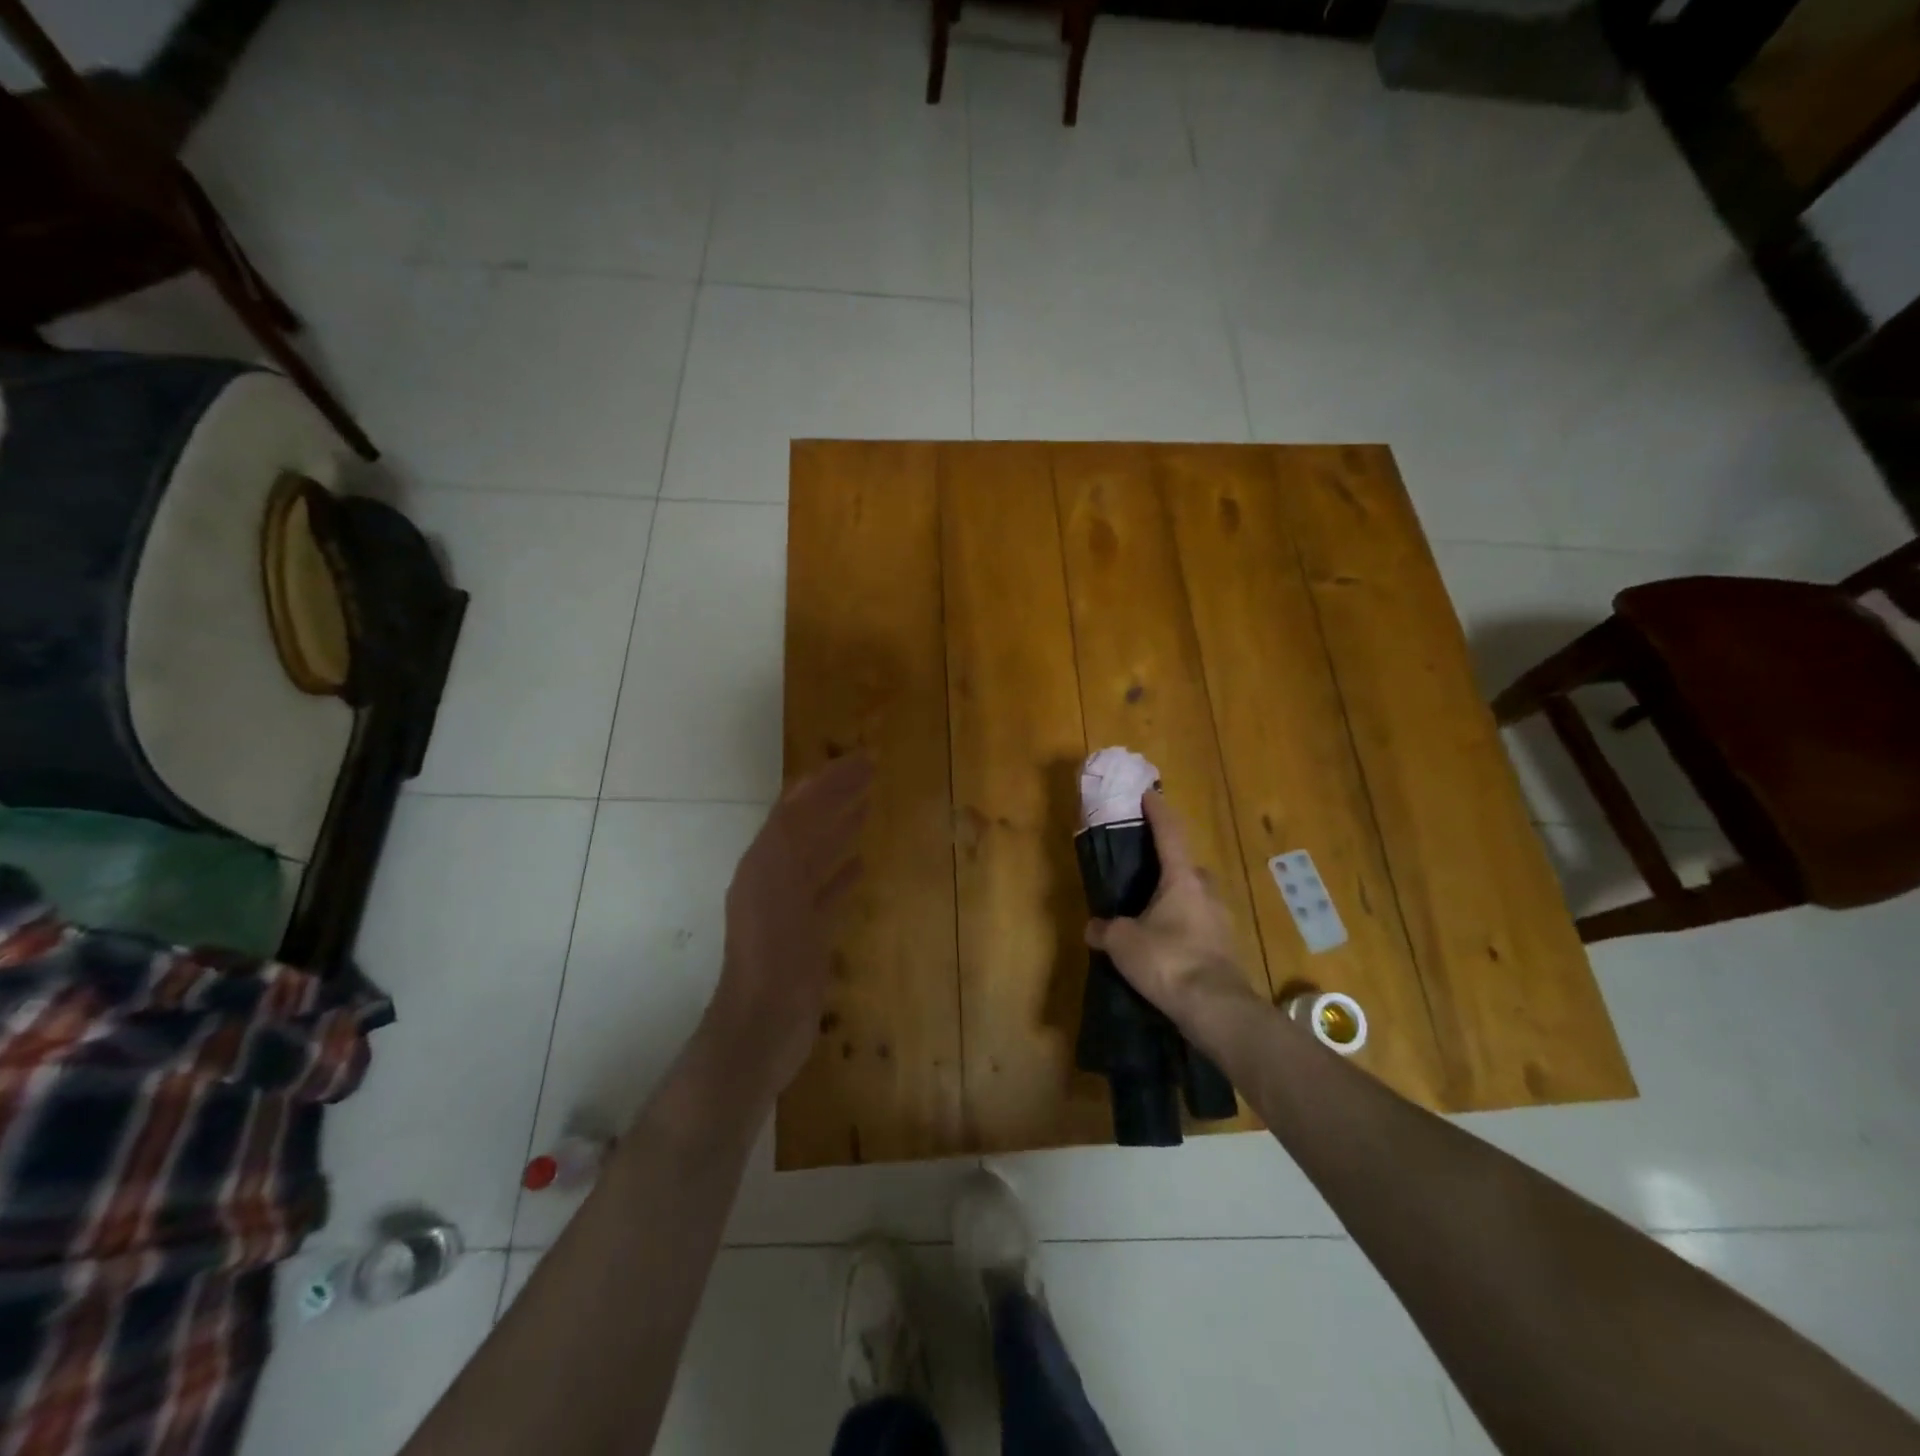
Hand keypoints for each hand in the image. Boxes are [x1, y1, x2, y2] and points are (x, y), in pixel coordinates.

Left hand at [701, 754, 871, 1100]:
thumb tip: (803, 793)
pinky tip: (862, 865)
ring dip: (839, 828)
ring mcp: (789, 907)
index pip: (796, 808)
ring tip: (867, 805)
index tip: (860, 759)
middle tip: (870, 771)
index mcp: (763, 863)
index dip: (826, 782)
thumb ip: (787, 841)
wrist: (762, 1027)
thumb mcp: (774, 890)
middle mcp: (772, 878)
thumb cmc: (771, 958)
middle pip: (807, 826)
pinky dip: (842, 874)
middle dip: (835, 797)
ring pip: (817, 856)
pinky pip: (827, 892)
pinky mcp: (805, 933)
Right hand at [1085, 791, 1255, 1024]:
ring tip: (1150, 914)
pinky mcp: (1226, 948)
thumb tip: (1094, 927)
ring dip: (1176, 900)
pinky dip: (1182, 927)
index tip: (1149, 795)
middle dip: (1168, 865)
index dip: (1158, 812)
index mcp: (1183, 879)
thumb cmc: (1168, 960)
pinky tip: (1165, 945)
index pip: (1170, 833)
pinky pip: (1199, 925)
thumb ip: (1106, 929)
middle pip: (1187, 867)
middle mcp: (1207, 891)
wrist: (1216, 1009)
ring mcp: (1221, 920)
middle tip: (1144, 873)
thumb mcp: (1123, 942)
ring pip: (1195, 898)